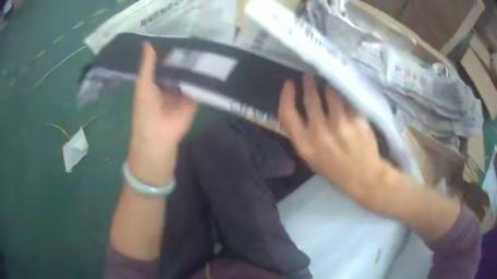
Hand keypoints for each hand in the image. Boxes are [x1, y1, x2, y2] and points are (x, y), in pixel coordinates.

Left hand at [128, 43, 197, 184]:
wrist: (158, 136)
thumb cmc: (145, 109)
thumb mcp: (143, 84)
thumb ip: (147, 65)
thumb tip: (148, 43)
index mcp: (157, 81)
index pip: (165, 62)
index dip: (171, 50)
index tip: (181, 34)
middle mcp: (170, 84)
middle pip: (180, 68)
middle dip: (187, 56)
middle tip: (198, 37)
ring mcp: (183, 92)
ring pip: (190, 76)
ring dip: (197, 66)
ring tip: (208, 46)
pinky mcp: (194, 100)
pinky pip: (199, 87)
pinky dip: (204, 78)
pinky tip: (213, 64)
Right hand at [278, 74, 393, 210]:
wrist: (364, 176)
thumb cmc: (335, 169)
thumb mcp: (311, 158)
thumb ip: (302, 136)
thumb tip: (299, 110)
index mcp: (305, 145)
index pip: (287, 113)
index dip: (286, 95)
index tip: (289, 84)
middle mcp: (320, 132)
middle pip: (310, 99)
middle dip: (308, 84)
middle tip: (308, 76)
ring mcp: (340, 124)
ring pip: (331, 94)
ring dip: (327, 86)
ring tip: (327, 83)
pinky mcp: (356, 119)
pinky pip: (347, 99)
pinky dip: (343, 94)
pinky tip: (343, 93)